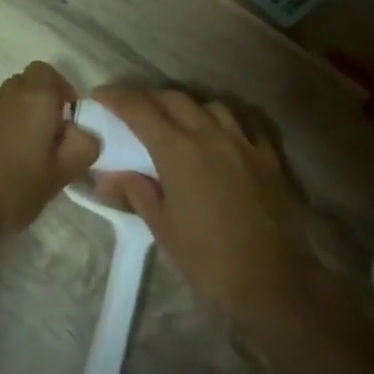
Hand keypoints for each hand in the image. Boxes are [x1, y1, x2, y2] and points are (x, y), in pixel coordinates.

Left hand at [0, 62, 98, 244]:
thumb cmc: (13, 185)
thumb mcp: (62, 172)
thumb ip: (83, 147)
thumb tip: (85, 133)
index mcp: (34, 96)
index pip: (51, 73)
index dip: (64, 94)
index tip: (71, 124)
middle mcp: (7, 94)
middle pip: (31, 86)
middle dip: (46, 107)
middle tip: (55, 142)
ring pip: (12, 104)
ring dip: (25, 122)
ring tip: (33, 159)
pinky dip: (6, 134)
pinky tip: (8, 167)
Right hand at [90, 86, 320, 325]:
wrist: (272, 279)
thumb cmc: (208, 258)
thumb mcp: (163, 228)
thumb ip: (136, 192)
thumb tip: (107, 177)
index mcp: (179, 151)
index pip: (140, 111)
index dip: (117, 98)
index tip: (101, 95)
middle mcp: (210, 135)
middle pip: (175, 100)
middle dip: (149, 98)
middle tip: (133, 109)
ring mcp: (244, 143)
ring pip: (211, 106)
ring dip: (188, 107)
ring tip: (178, 121)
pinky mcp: (269, 157)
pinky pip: (245, 124)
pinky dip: (227, 121)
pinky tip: (222, 133)